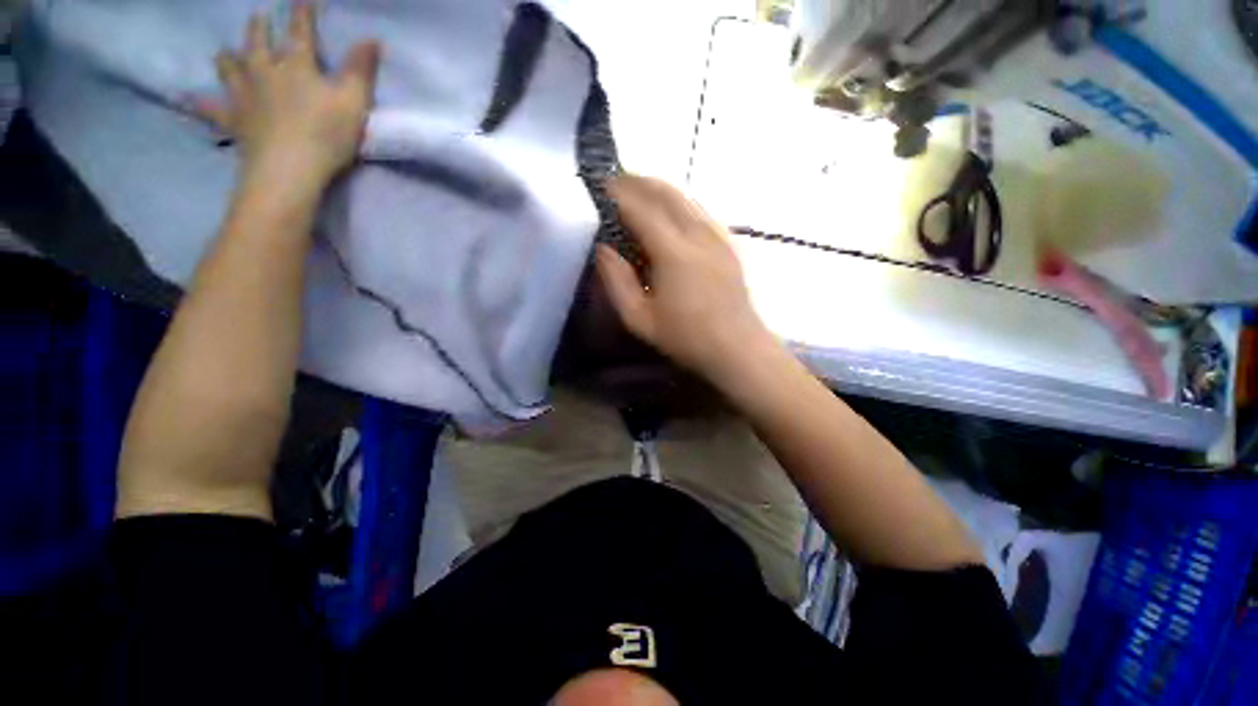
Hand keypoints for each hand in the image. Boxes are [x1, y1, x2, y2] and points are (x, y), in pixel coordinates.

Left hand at [192, 4, 379, 189]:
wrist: (288, 169)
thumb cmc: (326, 134)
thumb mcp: (354, 102)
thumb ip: (361, 70)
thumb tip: (372, 39)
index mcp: (296, 65)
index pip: (300, 31)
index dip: (303, 13)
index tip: (304, 1)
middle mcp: (264, 71)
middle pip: (258, 42)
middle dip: (260, 27)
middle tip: (259, 17)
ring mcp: (243, 95)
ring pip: (230, 67)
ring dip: (229, 57)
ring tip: (226, 53)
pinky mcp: (233, 120)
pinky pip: (211, 109)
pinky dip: (200, 104)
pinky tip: (190, 100)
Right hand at [595, 175, 776, 382]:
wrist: (737, 346)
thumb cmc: (686, 337)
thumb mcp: (639, 319)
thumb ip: (616, 282)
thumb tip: (602, 249)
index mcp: (673, 252)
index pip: (641, 208)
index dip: (618, 193)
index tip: (600, 185)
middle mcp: (698, 234)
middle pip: (665, 192)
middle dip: (637, 181)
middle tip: (615, 181)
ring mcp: (717, 235)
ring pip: (685, 196)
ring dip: (659, 187)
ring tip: (638, 190)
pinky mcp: (728, 242)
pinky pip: (700, 209)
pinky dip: (679, 200)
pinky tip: (670, 209)